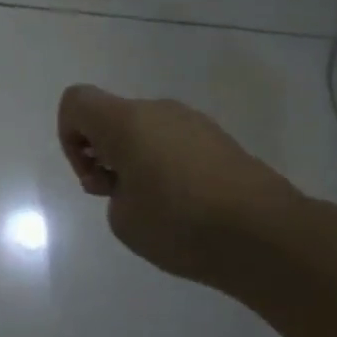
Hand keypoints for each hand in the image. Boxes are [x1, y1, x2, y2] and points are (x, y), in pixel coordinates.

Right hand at [56, 85, 301, 285]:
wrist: (267, 235)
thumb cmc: (180, 223)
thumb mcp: (122, 219)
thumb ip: (113, 191)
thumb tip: (133, 182)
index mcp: (126, 121)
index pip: (76, 102)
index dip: (69, 136)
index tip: (92, 175)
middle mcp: (159, 110)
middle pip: (112, 116)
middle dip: (102, 153)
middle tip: (116, 196)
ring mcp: (194, 123)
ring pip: (145, 130)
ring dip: (134, 160)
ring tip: (151, 206)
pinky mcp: (221, 141)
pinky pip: (174, 143)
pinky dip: (164, 165)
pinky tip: (182, 205)